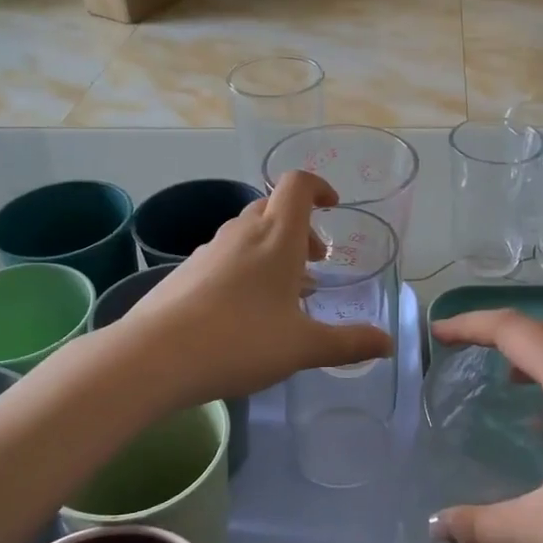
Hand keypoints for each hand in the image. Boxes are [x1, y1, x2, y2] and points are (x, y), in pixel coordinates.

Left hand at [126, 171, 393, 404]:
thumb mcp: (303, 347)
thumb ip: (349, 343)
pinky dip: (245, 268)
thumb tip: (388, 344)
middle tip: (315, 263)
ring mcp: (209, 251)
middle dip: (300, 228)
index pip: (298, 185)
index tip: (333, 208)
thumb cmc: (239, 341)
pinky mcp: (185, 272)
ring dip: (273, 250)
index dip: (319, 187)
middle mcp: (242, 234)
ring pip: (248, 233)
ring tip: (285, 293)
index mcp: (277, 238)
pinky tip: (245, 312)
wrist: (154, 358)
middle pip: (273, 208)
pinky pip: (225, 256)